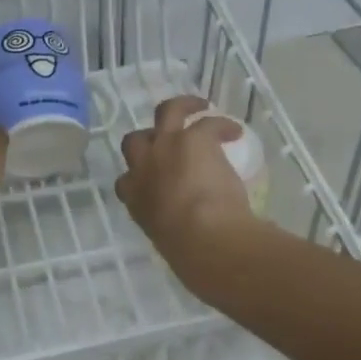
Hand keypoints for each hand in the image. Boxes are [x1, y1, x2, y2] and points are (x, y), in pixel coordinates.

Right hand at [116, 95, 259, 278]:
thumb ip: (172, 231)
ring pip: (166, 112)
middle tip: (167, 141)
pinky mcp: (194, 138)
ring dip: (182, 106)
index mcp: (135, 199)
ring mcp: (166, 147)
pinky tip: (234, 131)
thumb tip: (191, 244)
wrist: (204, 237)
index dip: (137, 177)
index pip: (126, 182)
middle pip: (135, 141)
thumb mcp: (169, 243)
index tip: (152, 181)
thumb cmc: (189, 253)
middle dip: (149, 139)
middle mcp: (143, 168)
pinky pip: (208, 122)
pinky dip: (221, 125)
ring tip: (199, 106)